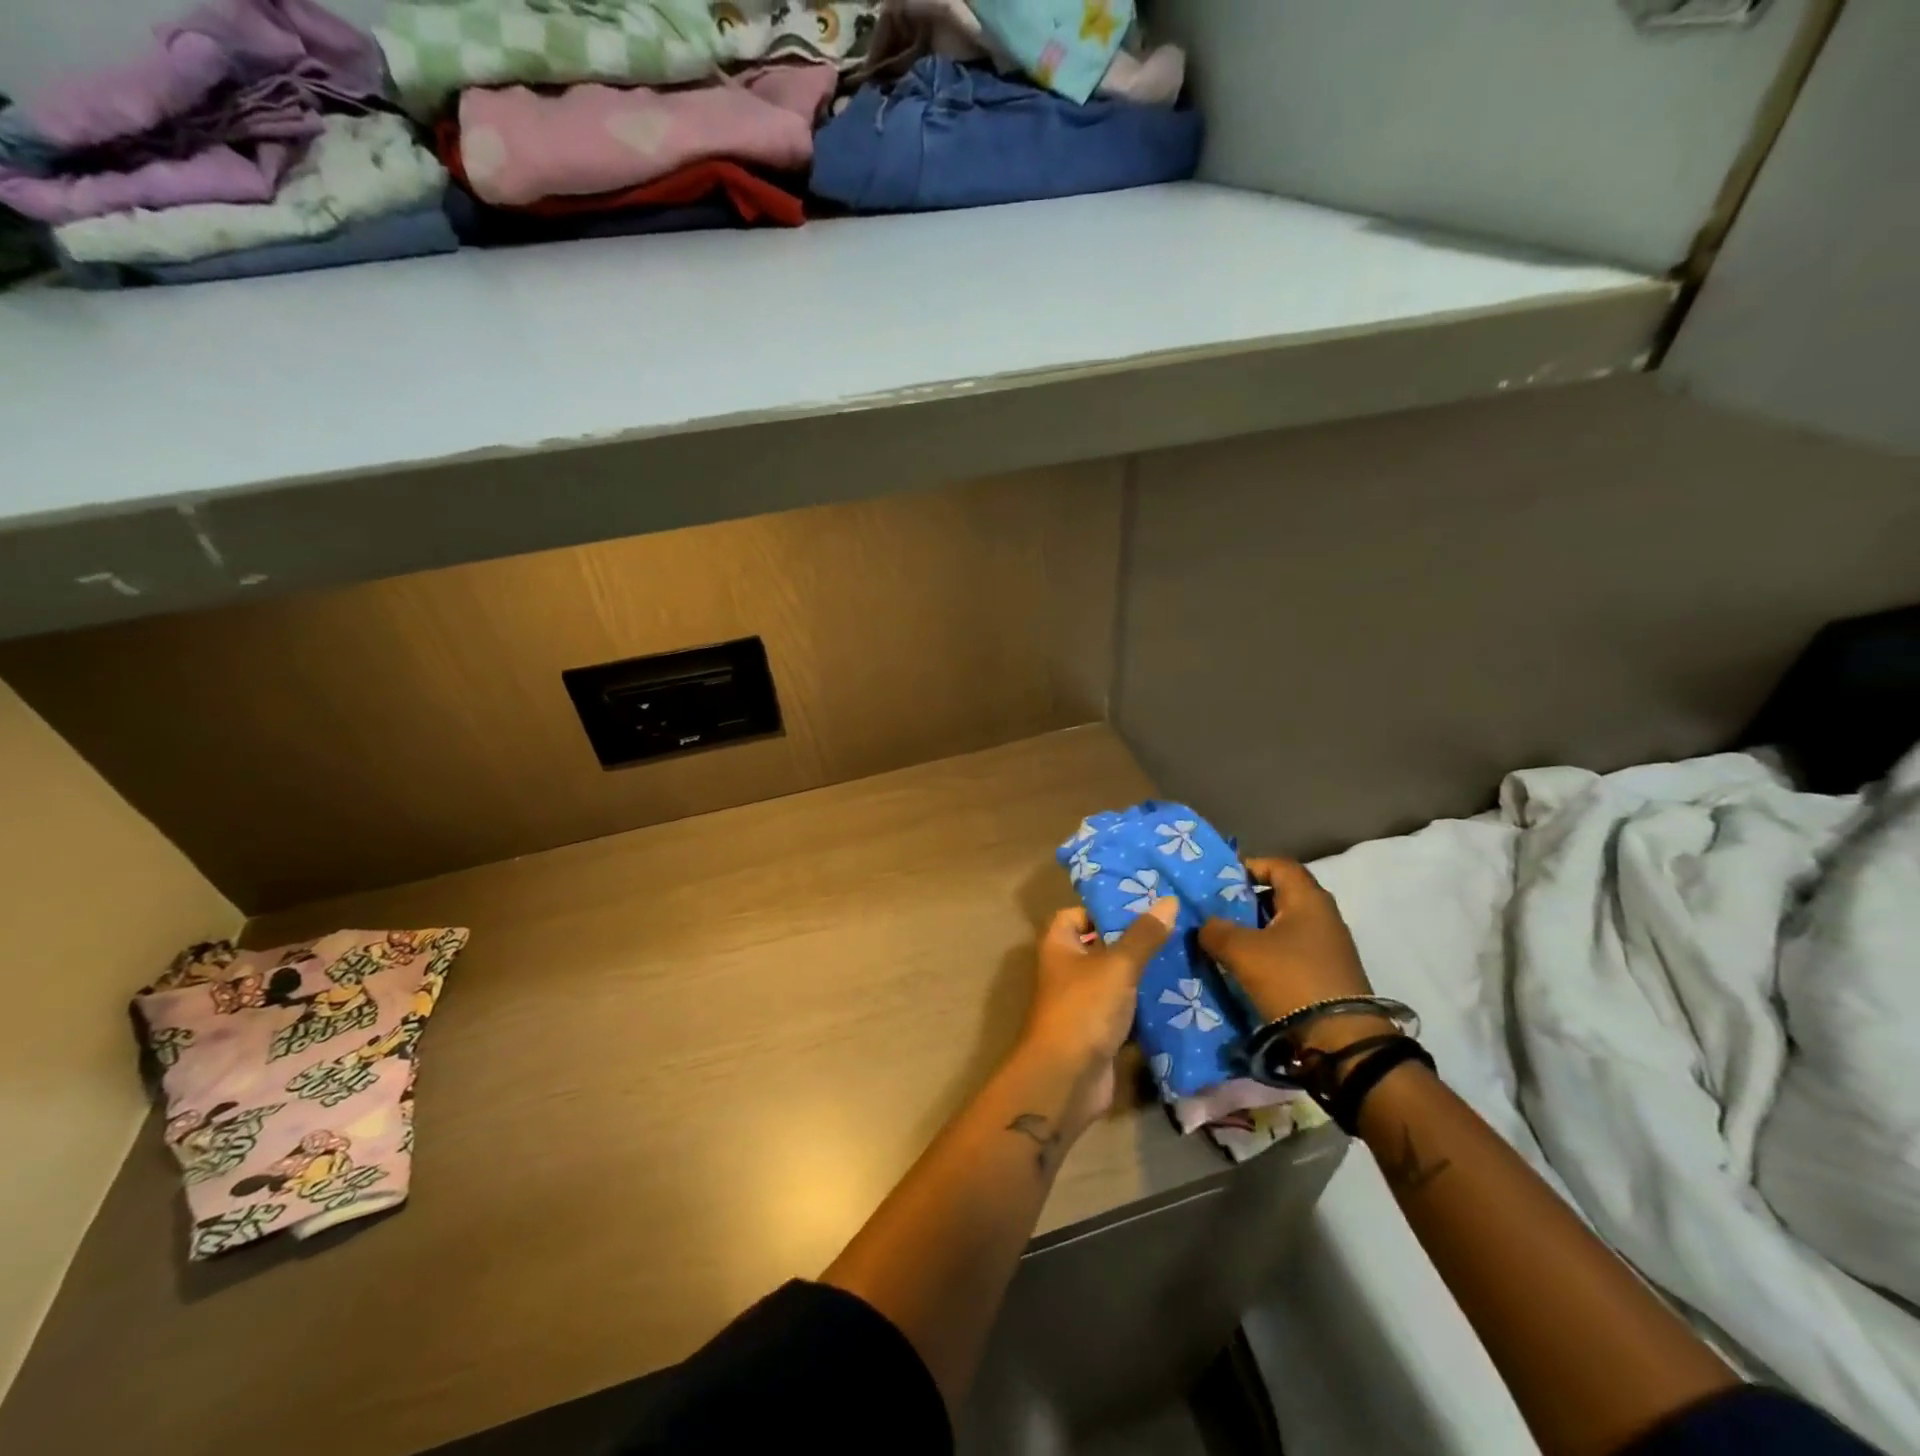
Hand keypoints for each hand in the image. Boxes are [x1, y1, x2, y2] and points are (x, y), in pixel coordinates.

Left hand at [1017, 897, 1175, 1135]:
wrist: (1067, 1078)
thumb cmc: (1084, 1009)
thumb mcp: (1117, 965)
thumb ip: (1143, 935)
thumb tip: (1168, 901)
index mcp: (1059, 945)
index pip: (1077, 913)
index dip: (1104, 907)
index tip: (1142, 904)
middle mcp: (1067, 969)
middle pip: (1101, 945)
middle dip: (1134, 940)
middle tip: (1174, 928)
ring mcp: (1083, 1001)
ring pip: (1117, 978)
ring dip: (1144, 973)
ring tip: (1185, 956)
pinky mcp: (1099, 1030)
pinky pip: (1126, 1008)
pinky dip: (1146, 1004)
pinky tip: (1180, 995)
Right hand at [1199, 859, 1380, 1050]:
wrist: (1341, 1041)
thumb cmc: (1291, 979)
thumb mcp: (1242, 951)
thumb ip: (1216, 930)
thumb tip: (1206, 924)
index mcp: (1308, 899)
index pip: (1278, 864)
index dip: (1249, 866)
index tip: (1220, 880)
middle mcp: (1323, 915)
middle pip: (1280, 894)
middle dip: (1246, 901)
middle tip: (1216, 911)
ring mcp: (1329, 946)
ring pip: (1284, 925)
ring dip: (1256, 930)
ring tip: (1226, 941)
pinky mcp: (1328, 972)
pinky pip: (1292, 950)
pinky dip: (1269, 952)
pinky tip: (1248, 967)